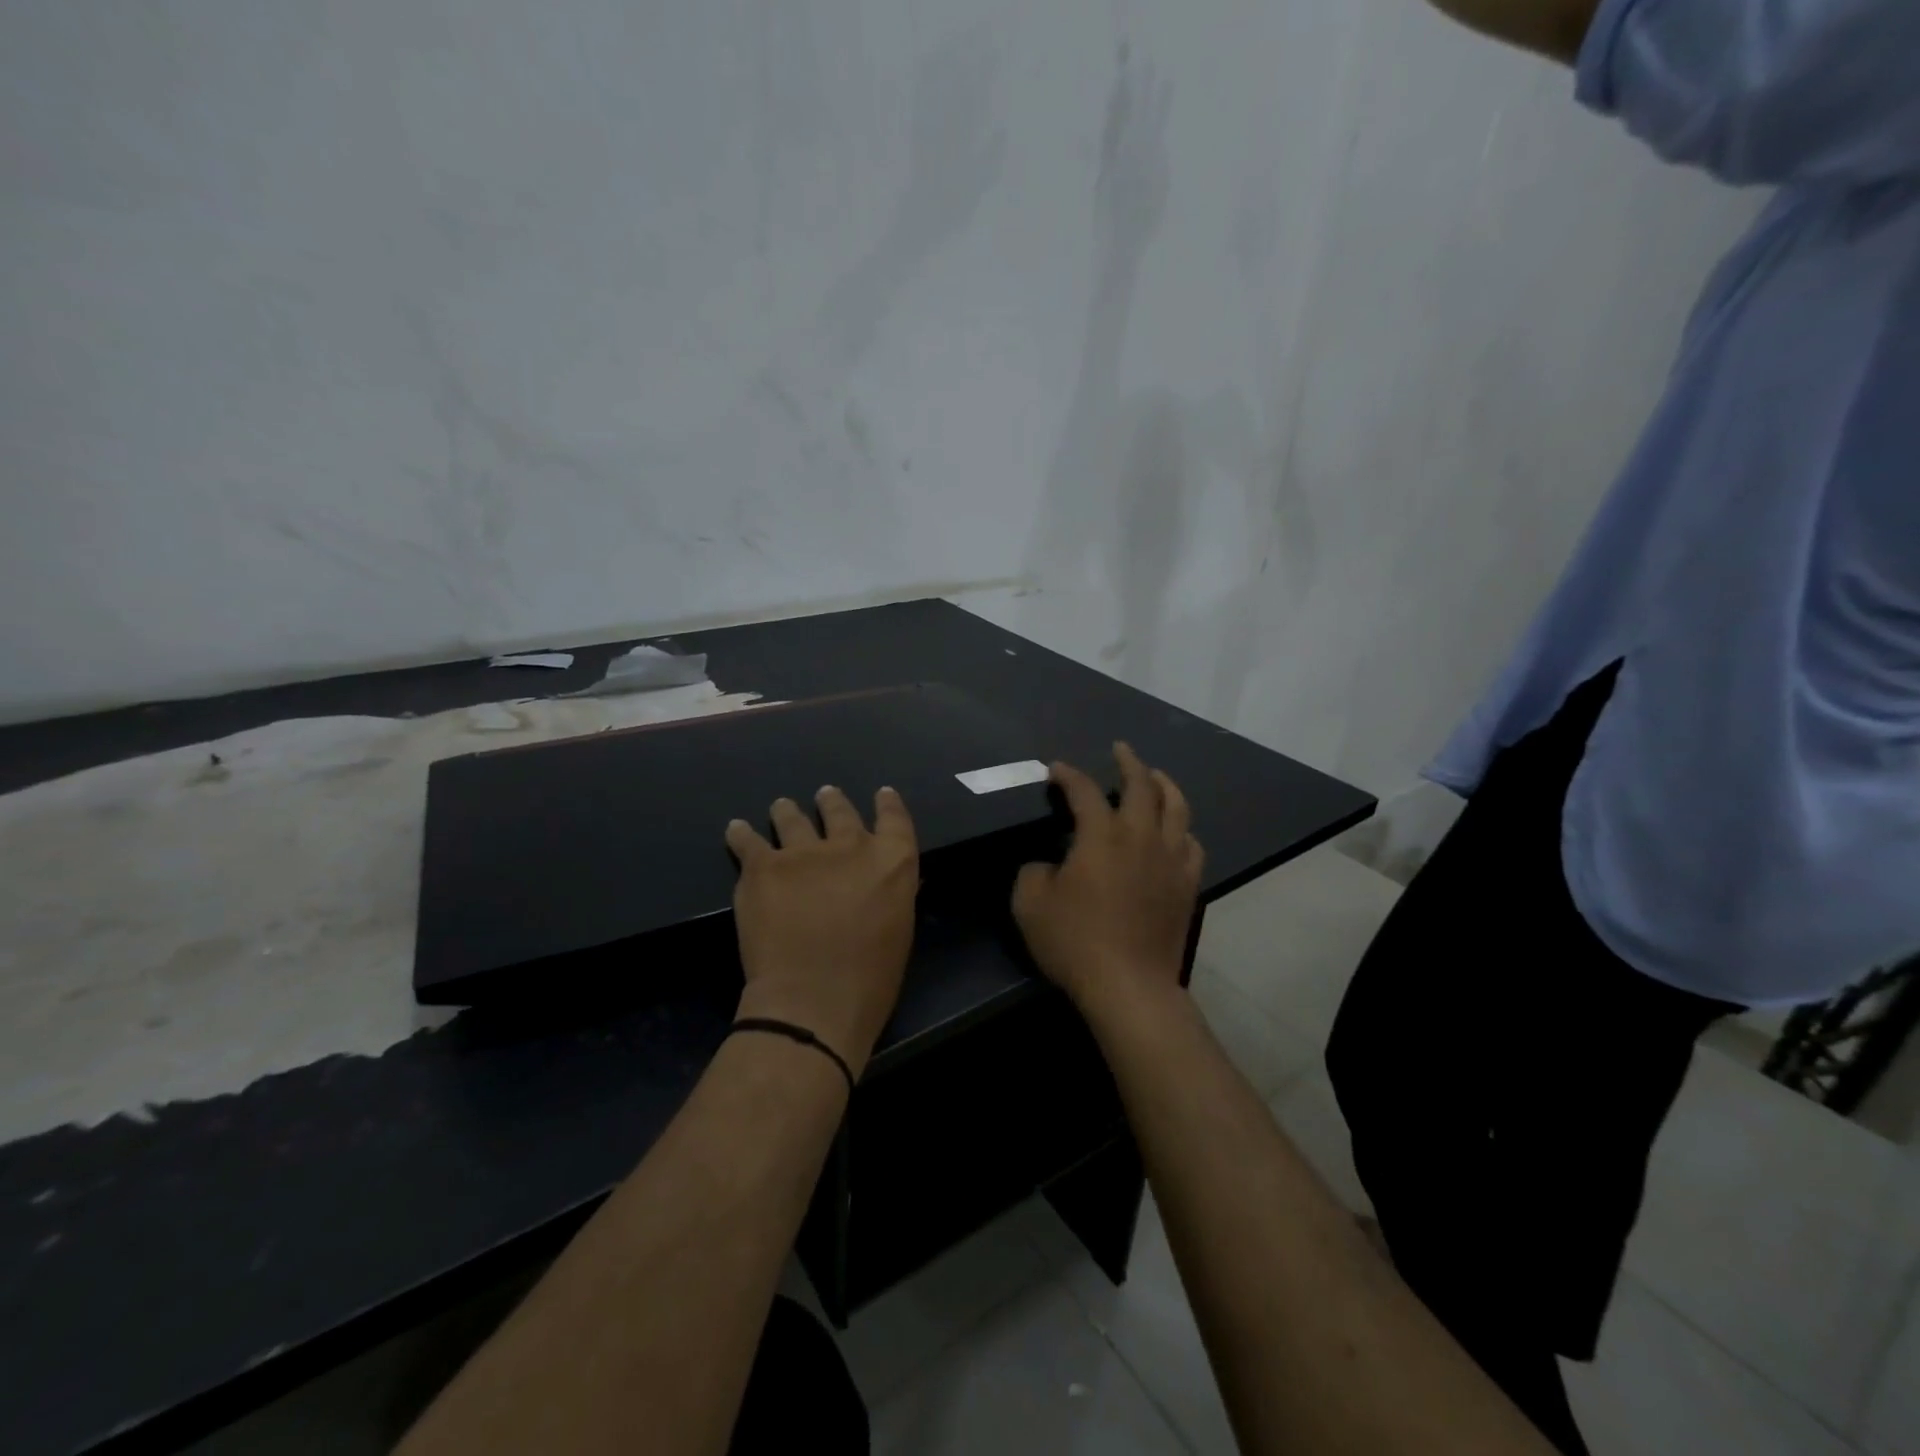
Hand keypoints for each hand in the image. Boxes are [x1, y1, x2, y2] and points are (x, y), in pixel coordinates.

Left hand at [726, 786, 919, 1078]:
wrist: (813, 998)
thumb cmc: (869, 979)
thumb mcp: (898, 929)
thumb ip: (888, 894)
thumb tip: (878, 883)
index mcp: (892, 862)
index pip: (895, 819)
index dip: (888, 804)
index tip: (882, 794)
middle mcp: (850, 846)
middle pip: (840, 811)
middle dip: (832, 802)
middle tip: (825, 796)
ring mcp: (804, 851)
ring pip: (793, 818)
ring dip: (788, 811)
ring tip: (782, 806)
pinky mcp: (763, 866)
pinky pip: (748, 840)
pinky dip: (741, 833)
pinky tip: (736, 829)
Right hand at [1012, 744, 1203, 1019]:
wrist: (1130, 985)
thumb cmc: (1076, 941)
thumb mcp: (1030, 904)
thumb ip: (1034, 872)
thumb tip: (1048, 865)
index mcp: (1101, 836)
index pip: (1084, 791)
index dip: (1068, 775)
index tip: (1055, 769)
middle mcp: (1141, 837)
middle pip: (1142, 785)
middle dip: (1129, 761)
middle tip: (1120, 750)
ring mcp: (1171, 860)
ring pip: (1177, 807)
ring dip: (1164, 785)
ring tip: (1155, 776)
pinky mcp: (1187, 885)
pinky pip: (1191, 844)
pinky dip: (1182, 829)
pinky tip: (1176, 831)